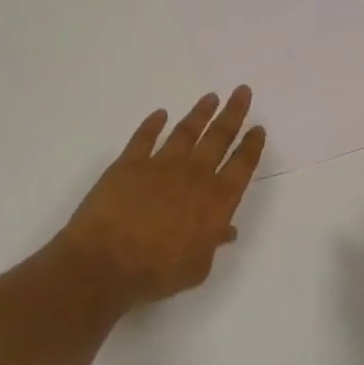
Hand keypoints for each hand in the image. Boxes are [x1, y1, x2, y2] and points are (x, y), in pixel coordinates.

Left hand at [53, 88, 265, 308]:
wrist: (105, 263)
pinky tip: (160, 114)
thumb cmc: (156, 272)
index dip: (251, 146)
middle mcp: (193, 175)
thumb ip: (213, 244)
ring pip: (186, 131)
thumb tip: (227, 230)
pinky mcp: (129, 164)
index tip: (258, 128)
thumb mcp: (197, 268)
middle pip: (219, 137)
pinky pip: (144, 138)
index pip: (241, 166)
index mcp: (216, 201)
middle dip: (233, 113)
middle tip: (242, 91)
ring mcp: (160, 165)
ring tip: (211, 97)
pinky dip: (152, 124)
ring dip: (200, 113)